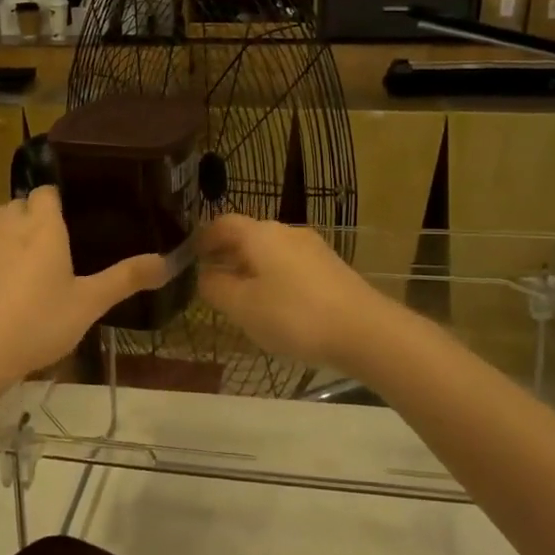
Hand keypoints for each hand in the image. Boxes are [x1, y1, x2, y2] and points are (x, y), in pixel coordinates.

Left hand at [0, 187, 168, 394]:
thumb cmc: (36, 323)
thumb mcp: (88, 304)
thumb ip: (125, 279)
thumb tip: (167, 261)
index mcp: (41, 224)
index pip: (48, 192)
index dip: (56, 206)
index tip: (68, 227)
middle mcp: (4, 220)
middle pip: (19, 206)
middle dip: (31, 222)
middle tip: (48, 257)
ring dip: (4, 238)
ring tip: (17, 273)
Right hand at [196, 215, 396, 371]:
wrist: (364, 330)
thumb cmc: (294, 315)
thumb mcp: (243, 307)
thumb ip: (216, 287)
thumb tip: (204, 274)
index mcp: (260, 234)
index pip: (222, 224)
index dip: (203, 238)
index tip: (190, 257)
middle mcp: (286, 231)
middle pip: (248, 235)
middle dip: (227, 254)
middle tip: (210, 279)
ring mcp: (312, 247)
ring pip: (270, 251)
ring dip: (251, 267)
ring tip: (241, 296)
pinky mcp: (331, 267)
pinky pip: (290, 264)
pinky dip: (274, 276)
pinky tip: (275, 304)